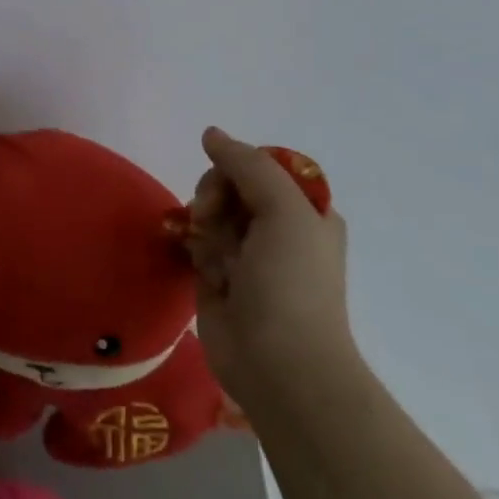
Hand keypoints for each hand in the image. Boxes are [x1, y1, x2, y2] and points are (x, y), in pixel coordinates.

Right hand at [188, 127, 352, 402]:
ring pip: (207, 212)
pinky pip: (194, 242)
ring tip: (211, 255)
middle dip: (214, 197)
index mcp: (305, 212)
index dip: (237, 168)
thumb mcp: (283, 210)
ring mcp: (246, 254)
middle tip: (212, 219)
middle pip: (228, 185)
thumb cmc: (291, 283)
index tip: (231, 186)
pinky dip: (192, 247)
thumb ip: (247, 165)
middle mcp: (277, 228)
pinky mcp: (217, 276)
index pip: (260, 166)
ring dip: (203, 227)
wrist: (279, 364)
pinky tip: (200, 267)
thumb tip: (210, 133)